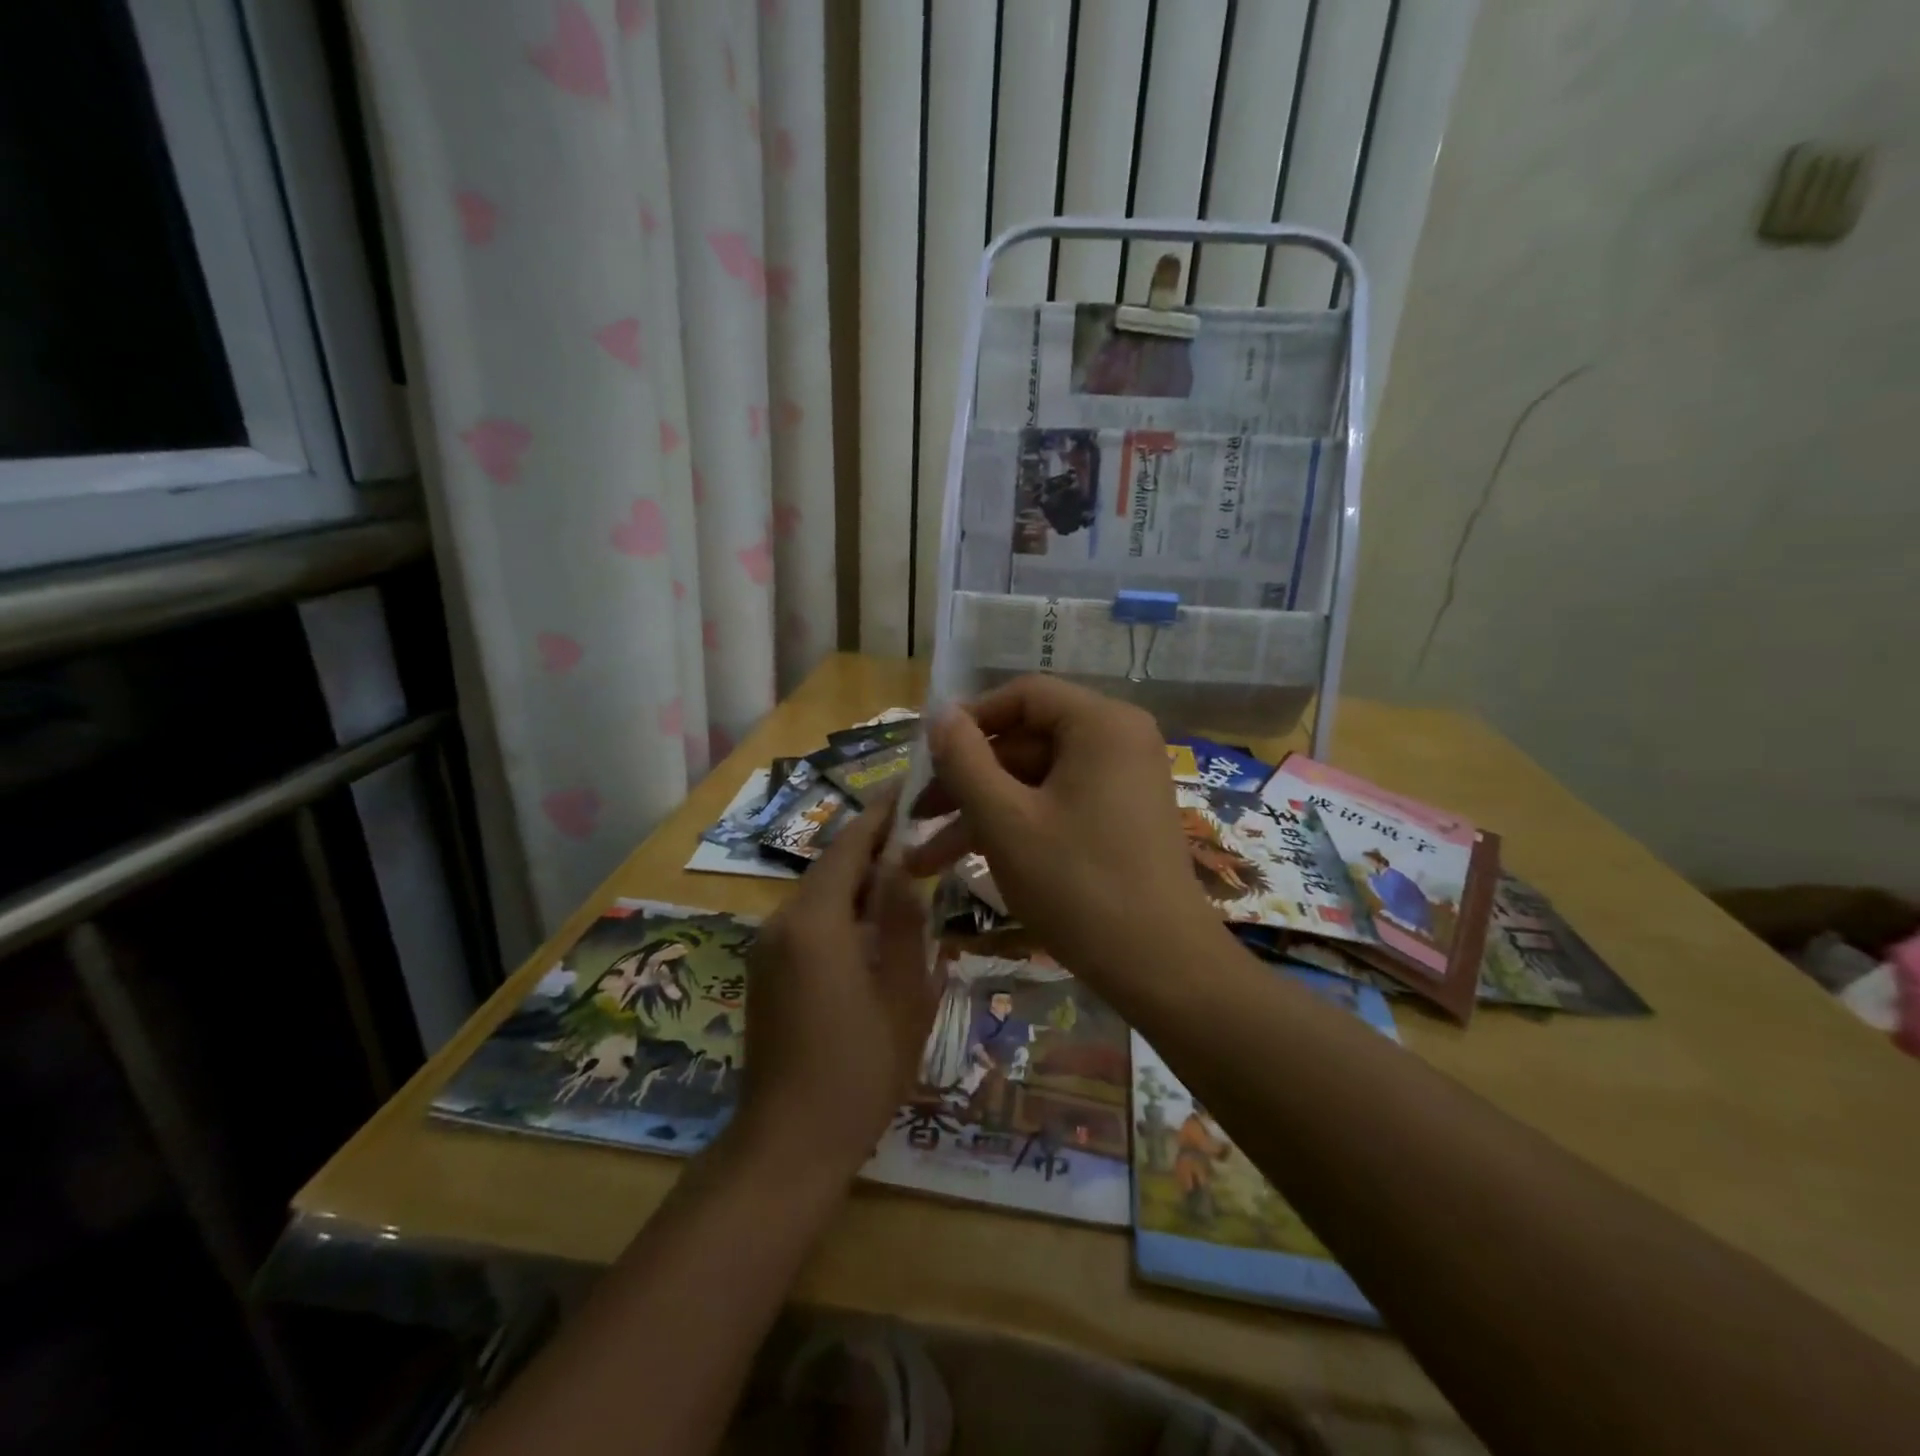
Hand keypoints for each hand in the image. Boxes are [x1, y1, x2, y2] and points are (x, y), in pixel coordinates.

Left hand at [736, 794, 939, 1176]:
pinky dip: (842, 912)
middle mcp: (781, 924)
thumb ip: (902, 922)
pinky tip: (875, 926)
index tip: (908, 787)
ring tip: (906, 875)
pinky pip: (808, 924)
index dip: (879, 815)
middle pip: (831, 868)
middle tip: (920, 833)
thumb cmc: (858, 1071)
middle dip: (873, 847)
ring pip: (820, 896)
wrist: (787, 1144)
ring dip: (858, 882)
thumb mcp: (901, 994)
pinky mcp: (765, 972)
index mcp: (815, 923)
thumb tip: (904, 866)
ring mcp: (767, 949)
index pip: (848, 847)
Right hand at [904, 676, 1218, 980]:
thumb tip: (940, 713)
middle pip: (1026, 741)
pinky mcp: (1121, 818)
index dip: (968, 721)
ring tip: (925, 860)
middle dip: (966, 783)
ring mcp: (1123, 781)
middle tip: (918, 819)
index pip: (1022, 696)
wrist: (1160, 966)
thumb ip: (964, 760)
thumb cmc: (1077, 884)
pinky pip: (1058, 805)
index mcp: (1100, 723)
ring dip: (981, 815)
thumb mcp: (1005, 820)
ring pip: (1035, 781)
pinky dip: (1017, 828)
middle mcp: (1119, 740)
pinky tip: (971, 863)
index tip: (927, 758)